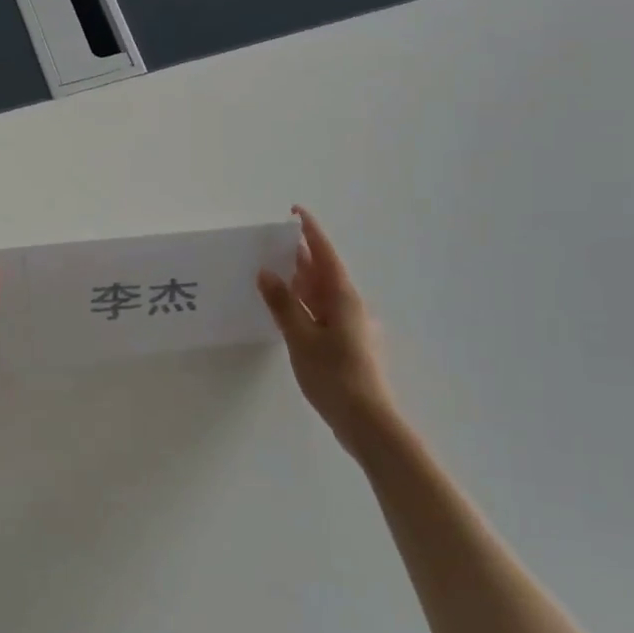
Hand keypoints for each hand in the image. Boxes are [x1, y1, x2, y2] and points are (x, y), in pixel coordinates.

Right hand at [258, 206, 401, 452]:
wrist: (367, 420)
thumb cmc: (333, 375)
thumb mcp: (301, 338)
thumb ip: (283, 304)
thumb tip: (267, 273)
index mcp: (342, 297)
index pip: (325, 254)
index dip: (310, 232)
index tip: (294, 212)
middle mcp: (350, 305)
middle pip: (323, 272)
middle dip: (301, 256)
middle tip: (272, 244)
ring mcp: (351, 325)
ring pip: (322, 293)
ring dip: (300, 281)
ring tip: (273, 272)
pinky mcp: (347, 343)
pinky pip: (322, 312)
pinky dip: (304, 304)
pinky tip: (287, 312)